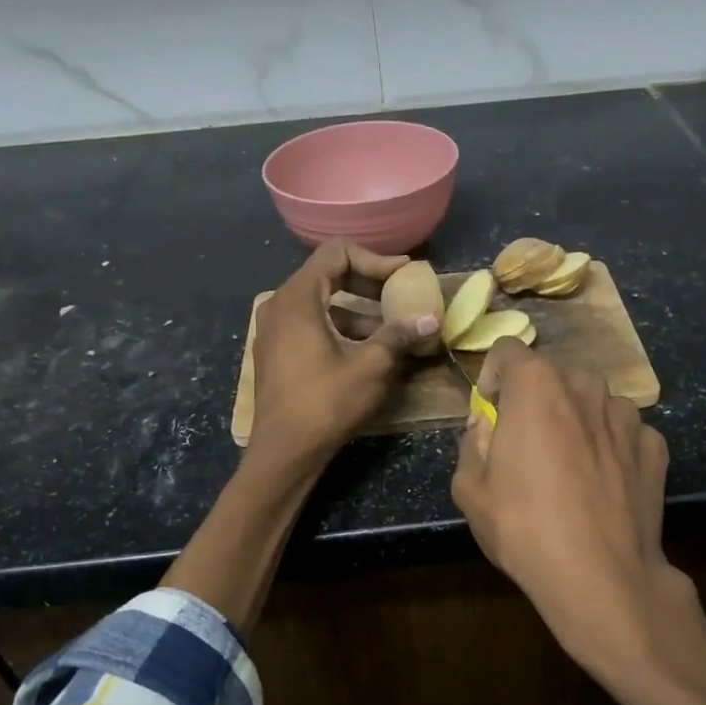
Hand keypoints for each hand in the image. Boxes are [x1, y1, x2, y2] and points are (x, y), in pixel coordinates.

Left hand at [249, 239, 438, 465]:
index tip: (403, 275)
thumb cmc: (326, 403)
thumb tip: (431, 319)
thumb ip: (400, 335)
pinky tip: (365, 350)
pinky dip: (339, 328)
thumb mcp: (371, 366)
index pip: (337, 253)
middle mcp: (280, 305)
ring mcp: (273, 330)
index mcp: (298, 298)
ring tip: (389, 330)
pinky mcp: (276, 352)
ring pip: (321, 303)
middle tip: (399, 296)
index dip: (375, 259)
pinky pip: (310, 324)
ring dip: (357, 310)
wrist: (285, 451)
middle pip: (327, 274)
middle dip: (368, 283)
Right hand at [451, 342, 683, 674]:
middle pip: (553, 377)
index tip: (490, 410)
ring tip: (570, 466)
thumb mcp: (470, 490)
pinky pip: (624, 433)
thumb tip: (484, 426)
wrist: (601, 576)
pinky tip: (603, 485)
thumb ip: (472, 444)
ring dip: (577, 420)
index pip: (508, 351)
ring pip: (593, 402)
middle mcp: (586, 386)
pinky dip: (610, 447)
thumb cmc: (524, 528)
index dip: (493, 376)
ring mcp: (627, 415)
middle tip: (527, 444)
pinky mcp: (655, 446)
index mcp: (537, 386)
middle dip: (536, 401)